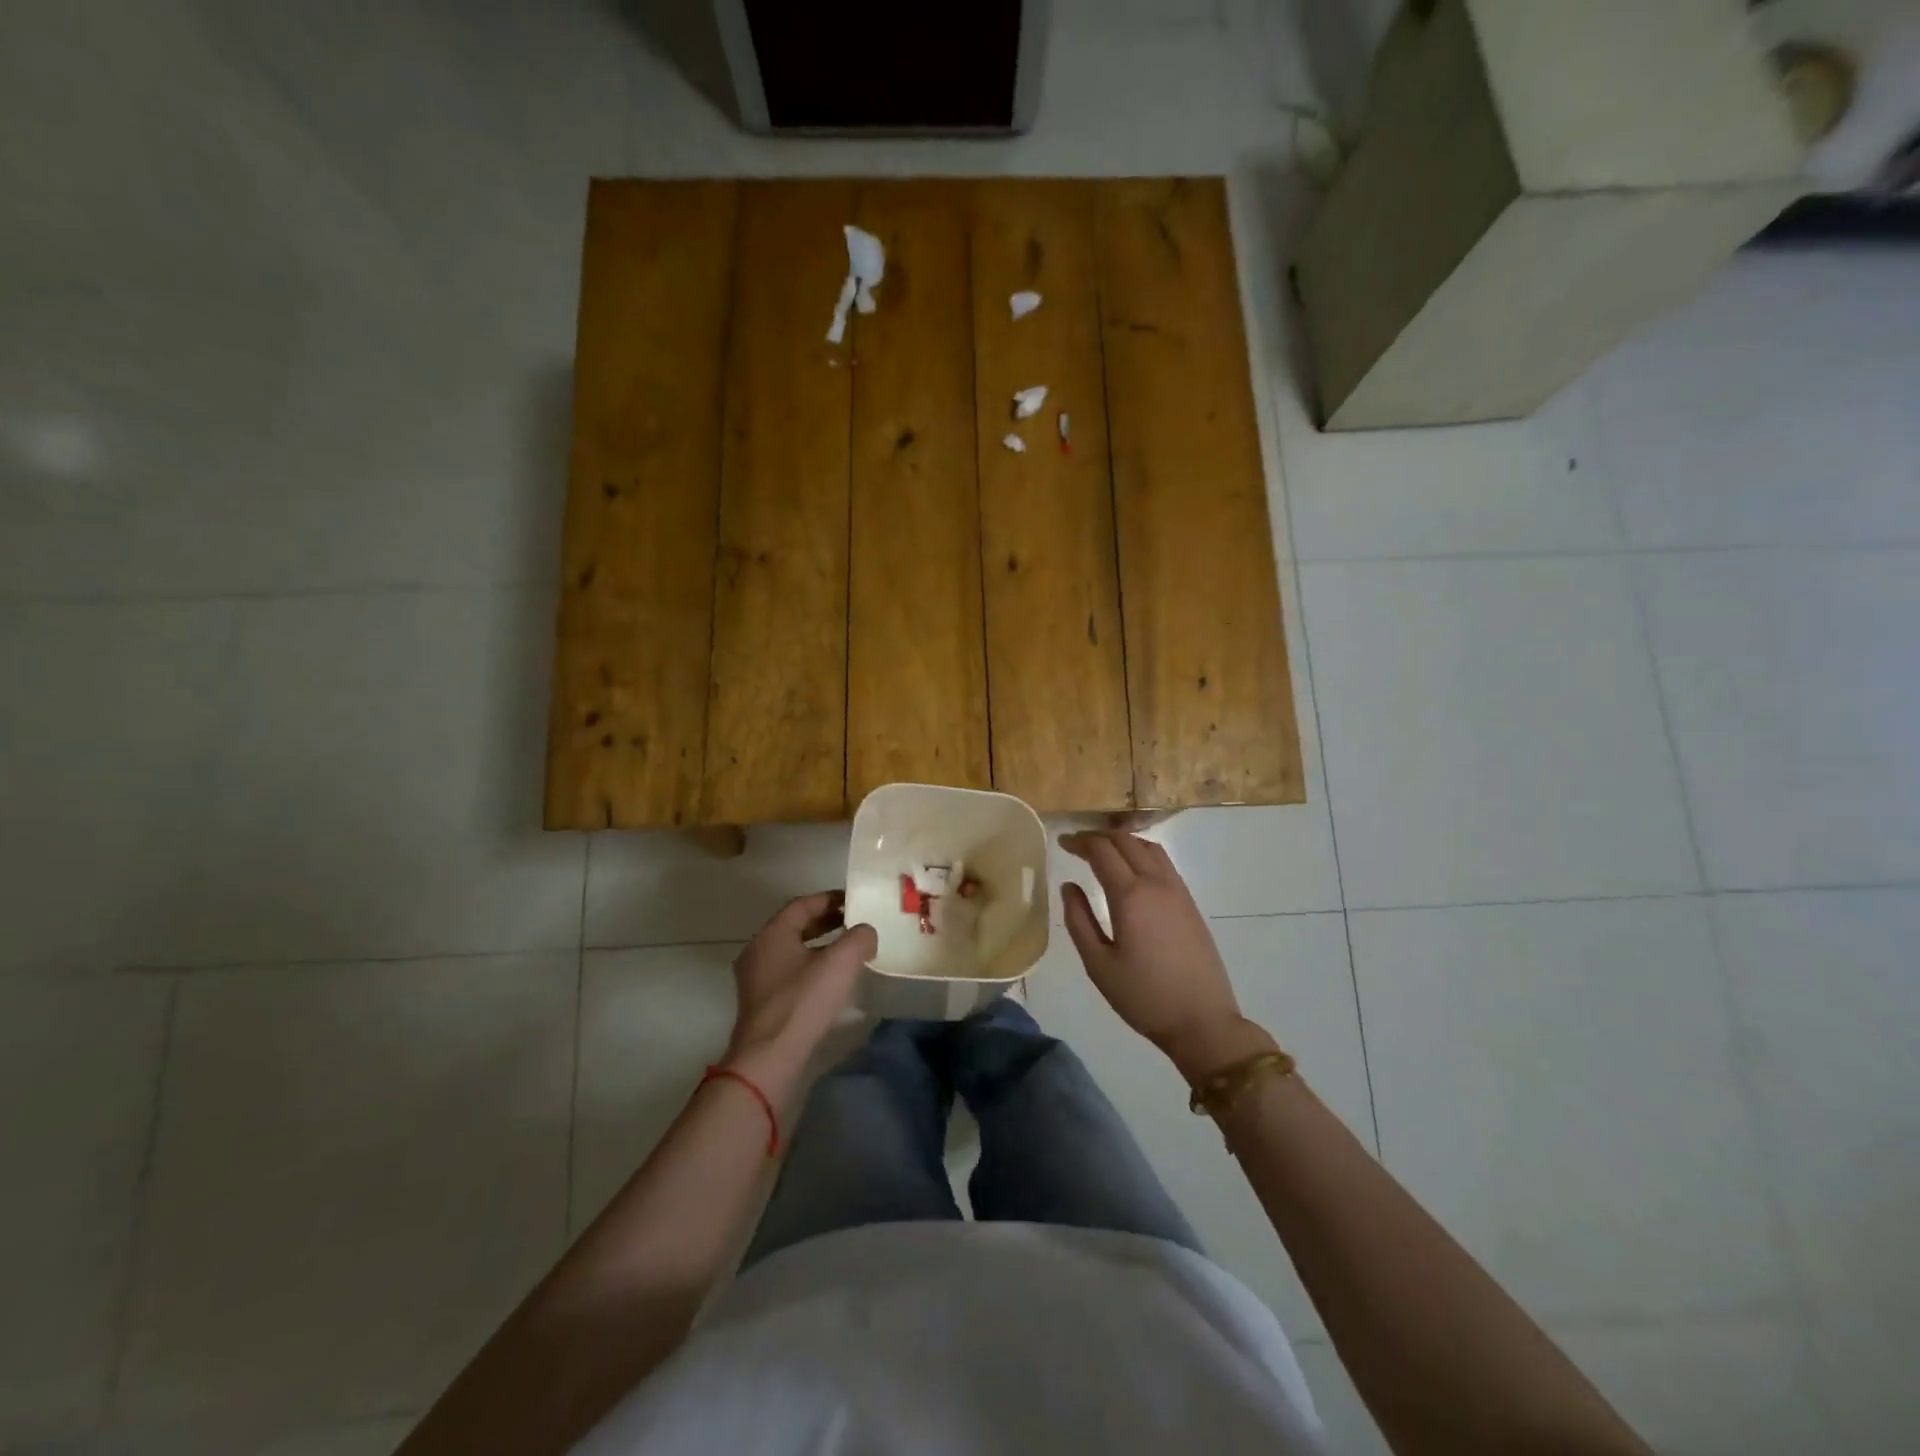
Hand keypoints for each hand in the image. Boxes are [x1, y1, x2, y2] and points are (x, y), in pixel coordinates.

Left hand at [724, 893, 875, 1096]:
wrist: (769, 1058)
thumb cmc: (803, 1002)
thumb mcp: (840, 963)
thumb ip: (859, 938)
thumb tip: (866, 932)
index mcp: (772, 934)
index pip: (803, 904)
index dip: (830, 899)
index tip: (854, 901)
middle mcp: (758, 951)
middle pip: (795, 926)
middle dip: (826, 922)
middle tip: (854, 923)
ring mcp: (756, 979)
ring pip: (792, 951)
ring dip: (820, 946)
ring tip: (848, 951)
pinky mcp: (761, 1004)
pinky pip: (789, 974)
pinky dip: (811, 968)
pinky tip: (832, 981)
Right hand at [1059, 831, 1275, 1084]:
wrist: (1202, 1021)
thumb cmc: (1143, 997)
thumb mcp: (1098, 964)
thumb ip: (1078, 920)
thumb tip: (1069, 886)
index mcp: (1130, 896)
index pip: (1101, 851)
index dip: (1079, 842)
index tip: (1061, 842)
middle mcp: (1156, 883)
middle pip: (1126, 841)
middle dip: (1098, 837)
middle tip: (1076, 846)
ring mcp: (1178, 891)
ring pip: (1148, 847)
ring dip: (1123, 841)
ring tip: (1103, 852)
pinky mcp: (1190, 903)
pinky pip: (1163, 862)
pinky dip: (1142, 853)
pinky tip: (1132, 869)